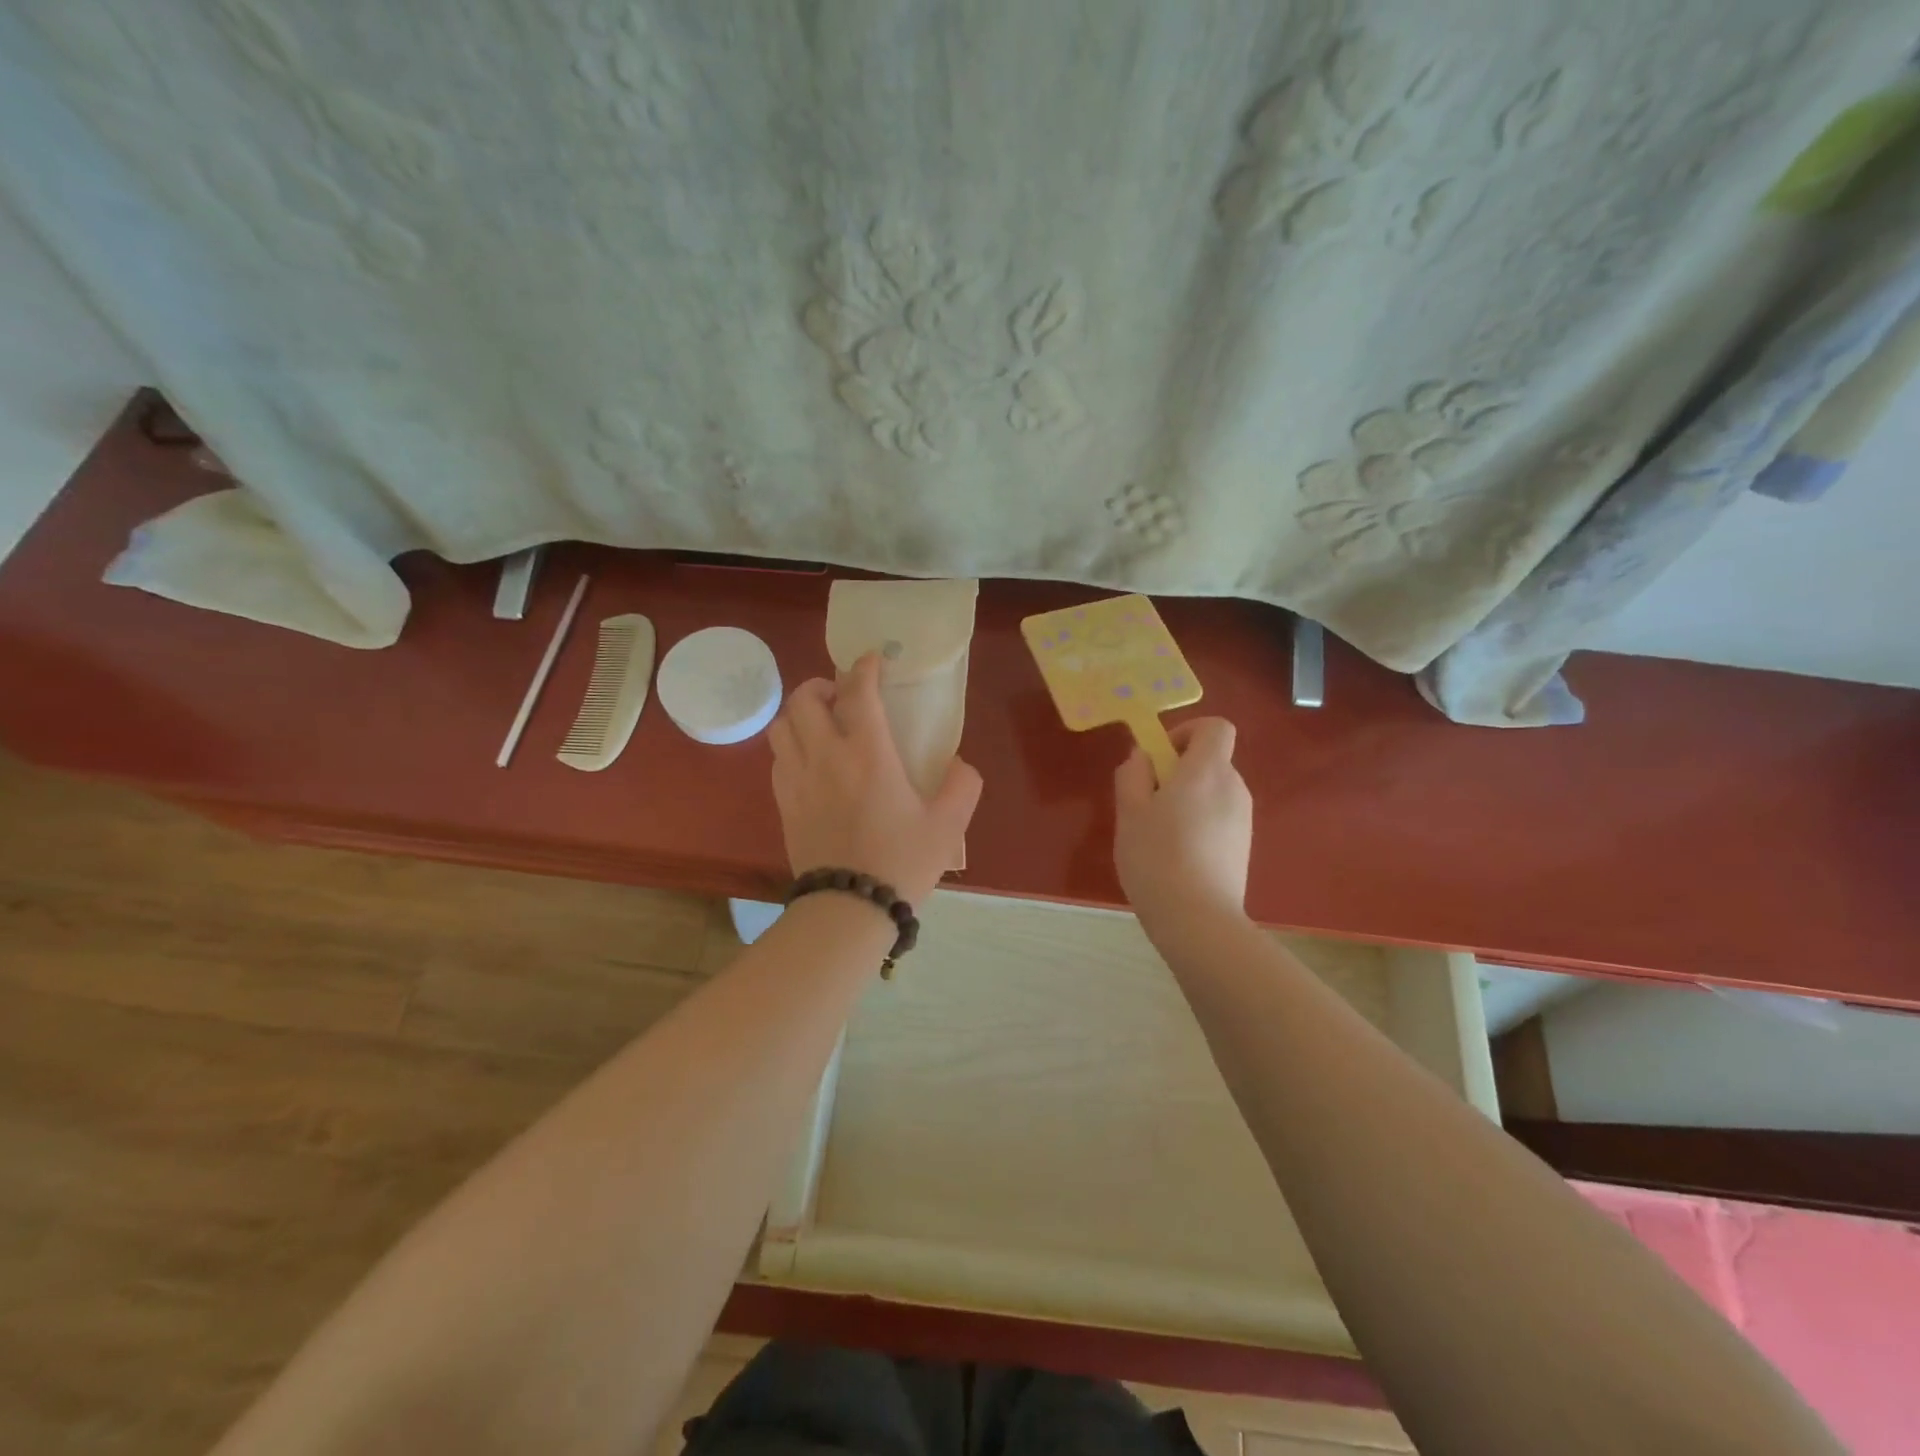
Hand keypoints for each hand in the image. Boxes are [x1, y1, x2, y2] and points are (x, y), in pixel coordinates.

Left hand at [769, 652, 982, 904]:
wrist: (849, 909)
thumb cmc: (901, 863)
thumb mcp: (949, 825)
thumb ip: (962, 785)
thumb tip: (959, 764)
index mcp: (867, 754)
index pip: (857, 692)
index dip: (864, 667)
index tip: (873, 660)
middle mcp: (825, 756)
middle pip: (803, 699)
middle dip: (821, 685)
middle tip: (842, 695)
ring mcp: (798, 780)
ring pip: (781, 726)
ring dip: (800, 714)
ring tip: (821, 724)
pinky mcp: (784, 804)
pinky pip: (778, 759)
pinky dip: (791, 745)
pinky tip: (811, 762)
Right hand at [1113, 717, 1252, 923]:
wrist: (1198, 920)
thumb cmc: (1156, 858)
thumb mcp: (1129, 812)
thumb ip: (1133, 775)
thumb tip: (1143, 757)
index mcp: (1207, 771)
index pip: (1215, 727)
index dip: (1186, 732)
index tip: (1160, 758)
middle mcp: (1233, 787)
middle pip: (1210, 760)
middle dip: (1178, 771)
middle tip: (1146, 803)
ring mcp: (1243, 818)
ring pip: (1212, 791)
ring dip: (1187, 799)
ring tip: (1158, 835)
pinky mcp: (1243, 846)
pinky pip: (1219, 817)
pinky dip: (1199, 823)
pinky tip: (1177, 856)